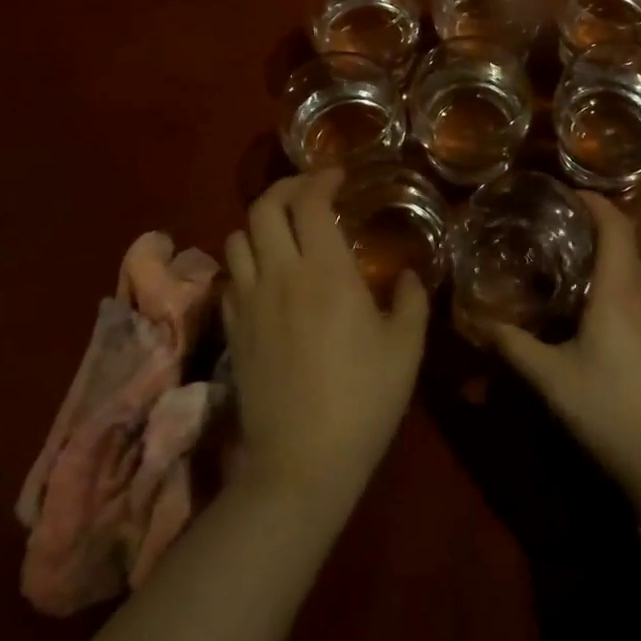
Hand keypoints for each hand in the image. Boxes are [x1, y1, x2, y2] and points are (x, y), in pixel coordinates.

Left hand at [222, 169, 428, 517]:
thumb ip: (411, 300)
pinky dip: (245, 260)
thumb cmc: (363, 401)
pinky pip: (229, 276)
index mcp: (326, 270)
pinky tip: (266, 275)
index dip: (321, 178)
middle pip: (263, 207)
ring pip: (237, 237)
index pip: (308, 202)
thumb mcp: (406, 348)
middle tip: (309, 192)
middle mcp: (280, 274)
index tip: (338, 176)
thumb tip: (410, 275)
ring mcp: (248, 301)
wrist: (300, 464)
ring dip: (260, 223)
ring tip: (284, 231)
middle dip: (285, 187)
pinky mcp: (231, 330)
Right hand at [486, 193, 640, 496]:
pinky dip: (610, 282)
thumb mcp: (552, 378)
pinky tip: (584, 307)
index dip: (593, 201)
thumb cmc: (613, 410)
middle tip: (548, 224)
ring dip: (601, 255)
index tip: (562, 192)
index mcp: (621, 289)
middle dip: (591, 225)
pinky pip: (635, 294)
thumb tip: (474, 320)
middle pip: (624, 242)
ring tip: (559, 259)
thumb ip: (512, 345)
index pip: (615, 223)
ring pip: (630, 270)